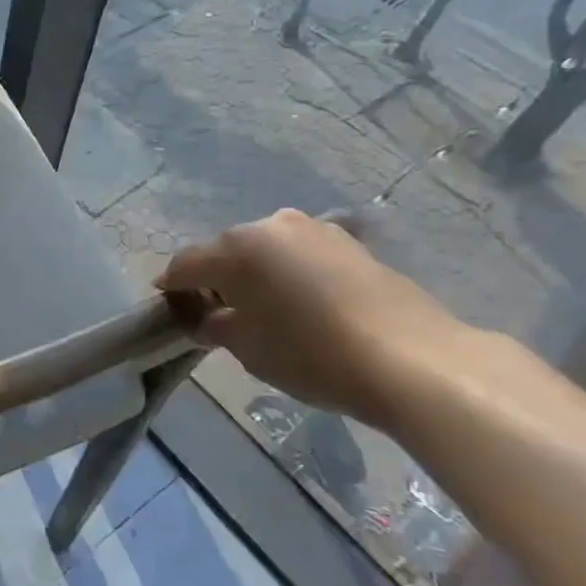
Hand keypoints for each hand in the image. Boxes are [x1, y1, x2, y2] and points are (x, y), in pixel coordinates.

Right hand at [156, 209, 475, 421]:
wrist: (413, 360)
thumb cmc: (311, 354)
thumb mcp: (248, 349)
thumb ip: (217, 326)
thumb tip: (209, 320)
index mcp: (236, 247)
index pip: (186, 264)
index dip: (173, 288)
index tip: (172, 310)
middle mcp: (271, 226)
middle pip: (227, 251)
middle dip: (217, 279)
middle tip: (218, 314)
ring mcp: (316, 230)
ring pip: (267, 251)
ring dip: (256, 274)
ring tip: (264, 309)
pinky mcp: (352, 245)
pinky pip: (302, 256)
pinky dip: (291, 275)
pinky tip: (303, 305)